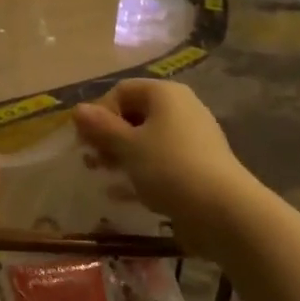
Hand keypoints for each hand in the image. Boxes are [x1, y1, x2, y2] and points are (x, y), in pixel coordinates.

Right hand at [72, 80, 257, 255]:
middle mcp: (182, 108)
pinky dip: (142, 171)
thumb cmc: (168, 168)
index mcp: (165, 94)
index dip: (99, 112)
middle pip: (136, 114)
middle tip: (92, 161)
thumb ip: (101, 128)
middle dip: (109, 136)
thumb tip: (78, 109)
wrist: (221, 209)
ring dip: (122, 155)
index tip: (85, 141)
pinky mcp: (197, 165)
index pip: (122, 91)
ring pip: (148, 140)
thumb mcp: (128, 146)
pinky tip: (124, 193)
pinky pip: (161, 161)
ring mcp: (193, 138)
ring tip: (104, 175)